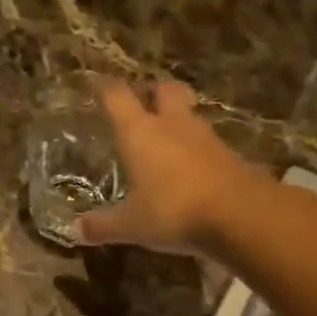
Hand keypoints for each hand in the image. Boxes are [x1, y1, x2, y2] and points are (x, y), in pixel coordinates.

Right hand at [75, 80, 263, 255]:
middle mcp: (171, 125)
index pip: (117, 97)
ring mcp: (204, 136)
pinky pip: (206, 140)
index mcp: (140, 132)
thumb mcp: (132, 224)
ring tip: (166, 135)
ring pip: (188, 113)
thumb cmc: (174, 211)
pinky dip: (196, 146)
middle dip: (152, 91)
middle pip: (163, 90)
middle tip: (142, 102)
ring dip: (177, 118)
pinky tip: (191, 164)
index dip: (106, 88)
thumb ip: (104, 225)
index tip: (98, 85)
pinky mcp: (228, 153)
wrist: (240, 214)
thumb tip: (77, 230)